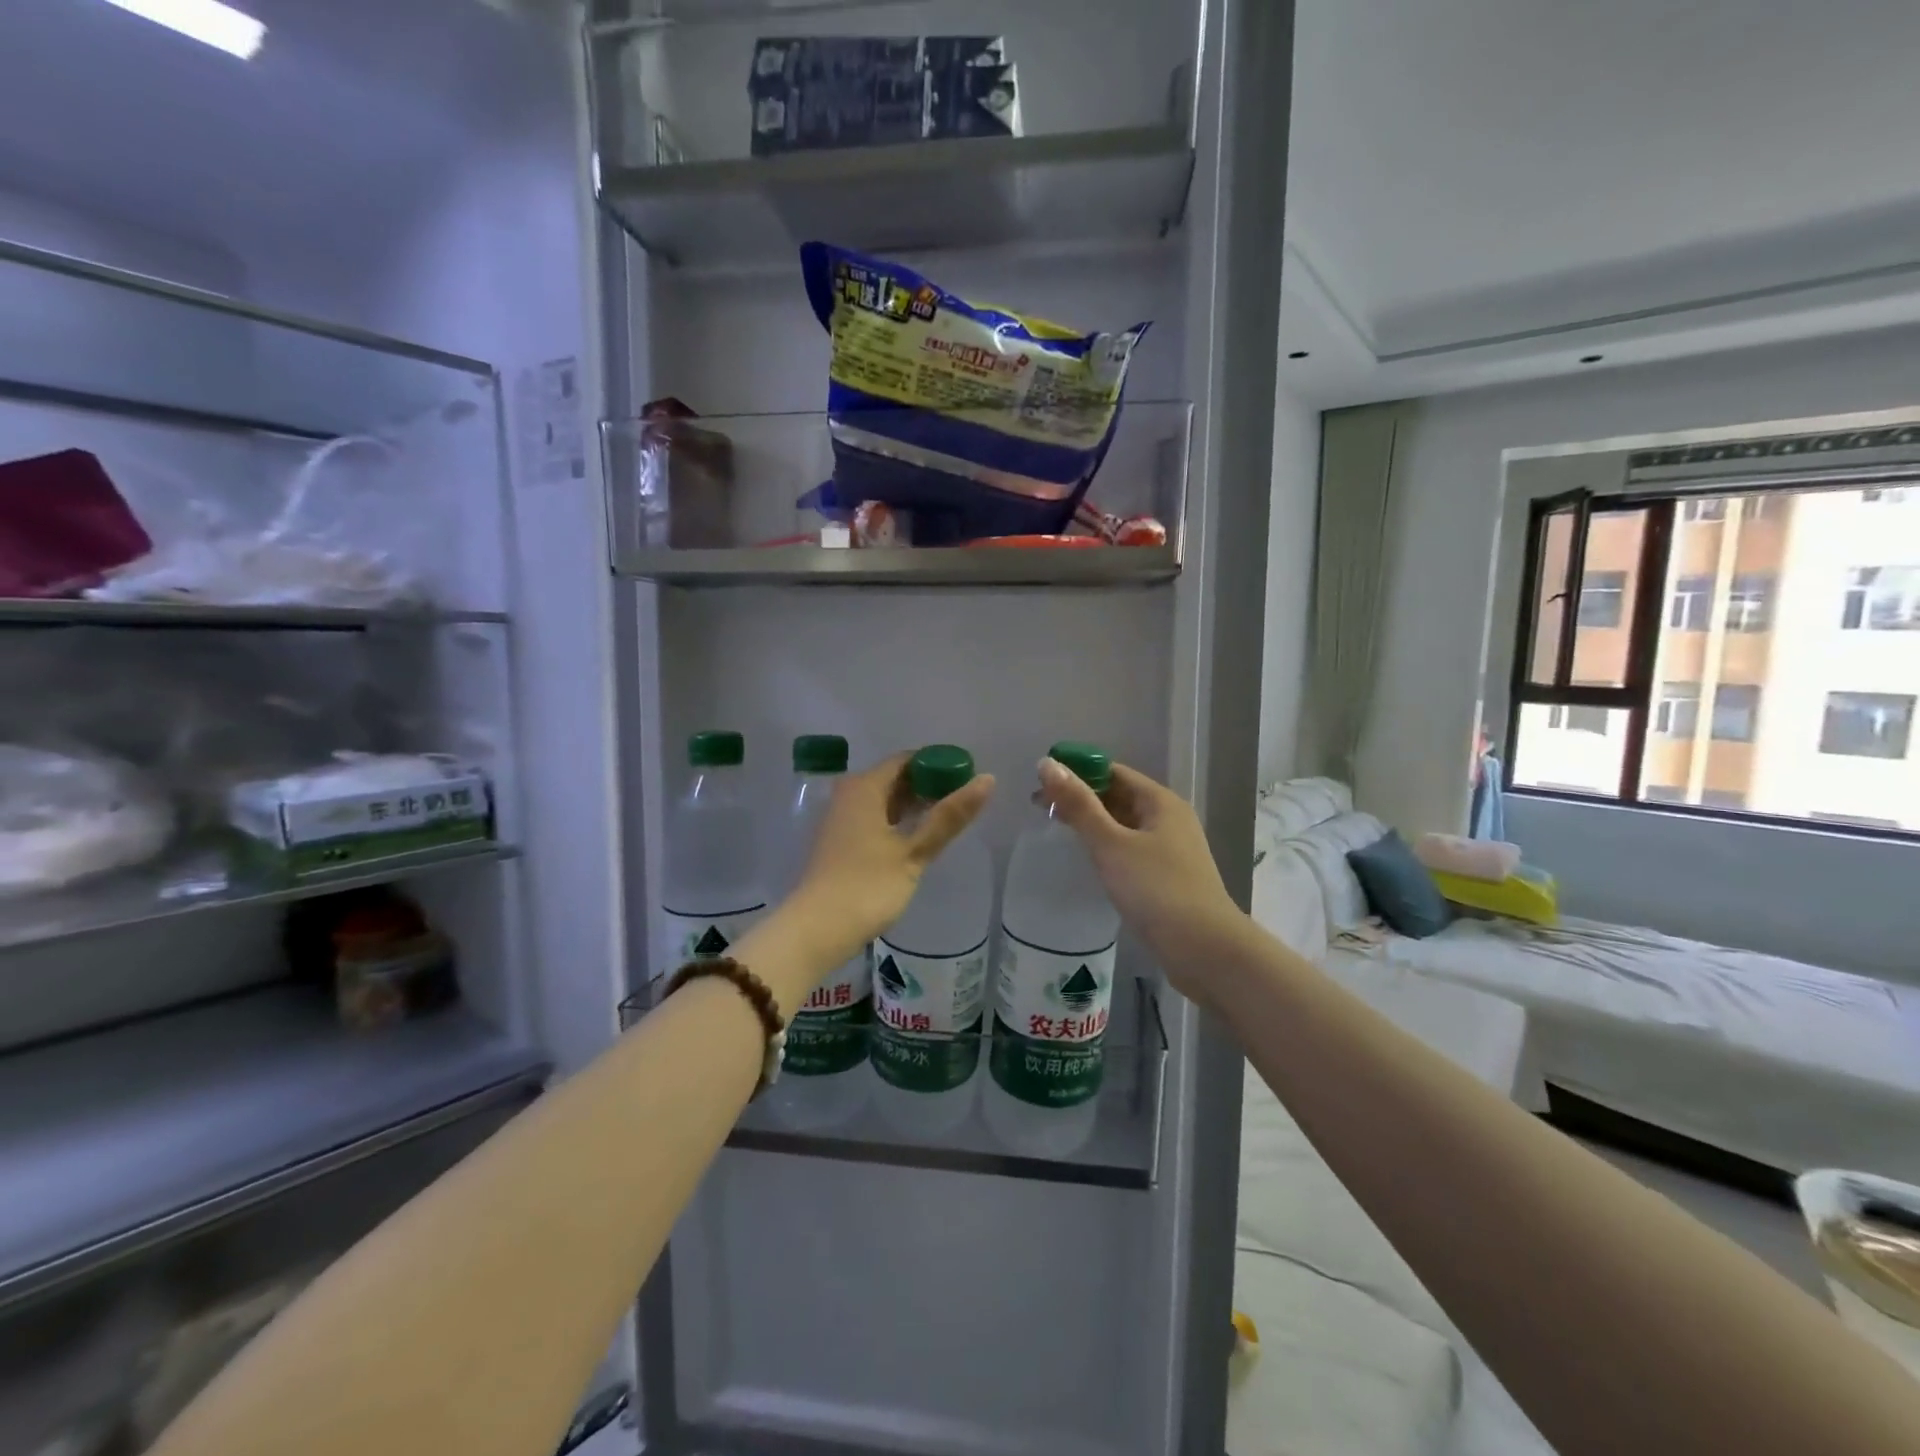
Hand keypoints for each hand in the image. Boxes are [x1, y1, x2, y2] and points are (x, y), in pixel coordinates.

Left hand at [782, 751, 995, 976]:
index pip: (908, 759)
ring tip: (947, 820)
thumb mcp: (914, 852)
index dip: (939, 765)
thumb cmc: (868, 885)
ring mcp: (841, 818)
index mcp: (865, 787)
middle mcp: (849, 794)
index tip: (967, 779)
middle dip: (928, 786)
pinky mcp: (840, 841)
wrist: (816, 929)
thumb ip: (949, 816)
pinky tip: (918, 838)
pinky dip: (898, 821)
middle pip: (895, 778)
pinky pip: (875, 818)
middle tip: (963, 802)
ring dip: (914, 806)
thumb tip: (987, 779)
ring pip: (885, 799)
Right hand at [1037, 758, 1241, 1005]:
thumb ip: (1078, 805)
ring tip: (1056, 828)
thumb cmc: (1156, 889)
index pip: (1112, 772)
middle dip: (1081, 797)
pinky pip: (1130, 848)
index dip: (1077, 771)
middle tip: (1039, 806)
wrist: (1204, 949)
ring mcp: (1170, 849)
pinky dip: (1106, 846)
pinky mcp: (1167, 877)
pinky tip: (1088, 858)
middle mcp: (1168, 818)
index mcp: (1160, 801)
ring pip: (1124, 824)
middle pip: (1119, 796)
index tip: (1040, 782)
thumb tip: (1047, 764)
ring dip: (1092, 822)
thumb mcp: (1111, 844)